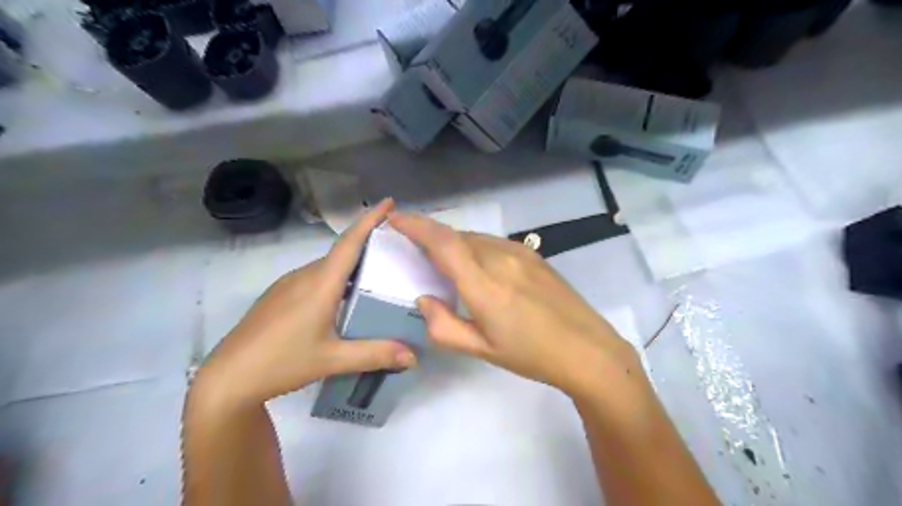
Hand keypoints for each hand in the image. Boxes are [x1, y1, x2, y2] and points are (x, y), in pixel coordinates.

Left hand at [197, 200, 416, 409]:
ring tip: (376, 275)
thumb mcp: (333, 359)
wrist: (228, 378)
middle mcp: (304, 276)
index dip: (370, 220)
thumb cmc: (282, 363)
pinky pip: (314, 278)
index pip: (350, 243)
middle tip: (397, 250)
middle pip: (342, 253)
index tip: (390, 203)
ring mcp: (288, 285)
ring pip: (327, 267)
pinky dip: (335, 279)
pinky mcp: (279, 296)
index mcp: (320, 284)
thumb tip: (414, 357)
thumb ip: (376, 354)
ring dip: (352, 264)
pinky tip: (343, 299)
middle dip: (368, 245)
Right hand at [390, 211, 640, 399]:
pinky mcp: (533, 254)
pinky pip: (493, 243)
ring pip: (475, 238)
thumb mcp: (482, 350)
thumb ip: (444, 326)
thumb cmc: (531, 355)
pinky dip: (474, 247)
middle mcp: (500, 259)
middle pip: (457, 236)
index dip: (416, 226)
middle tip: (417, 251)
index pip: (443, 242)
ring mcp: (520, 253)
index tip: (395, 219)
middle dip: (431, 237)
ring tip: (445, 263)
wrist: (587, 349)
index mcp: (484, 284)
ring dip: (454, 244)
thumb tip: (423, 299)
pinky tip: (477, 267)